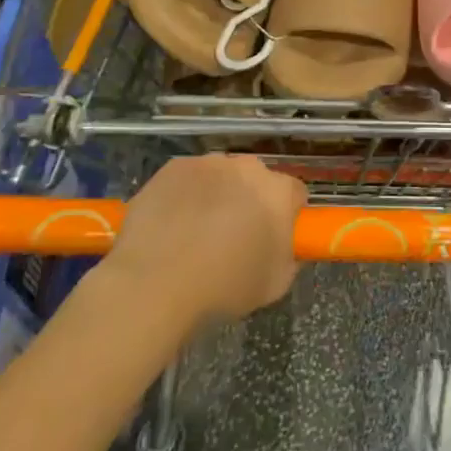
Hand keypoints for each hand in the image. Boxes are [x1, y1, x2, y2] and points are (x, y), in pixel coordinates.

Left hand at [96, 154, 304, 329]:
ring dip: (217, 195)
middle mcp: (248, 167)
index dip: (286, 216)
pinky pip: (188, 178)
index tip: (272, 237)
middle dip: (250, 201)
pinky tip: (171, 224)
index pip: (294, 195)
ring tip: (196, 231)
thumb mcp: (275, 284)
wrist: (156, 283)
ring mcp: (208, 164)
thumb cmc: (224, 286)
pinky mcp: (173, 167)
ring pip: (221, 176)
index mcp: (279, 192)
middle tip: (234, 235)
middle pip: (256, 180)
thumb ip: (290, 257)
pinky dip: (185, 194)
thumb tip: (285, 247)